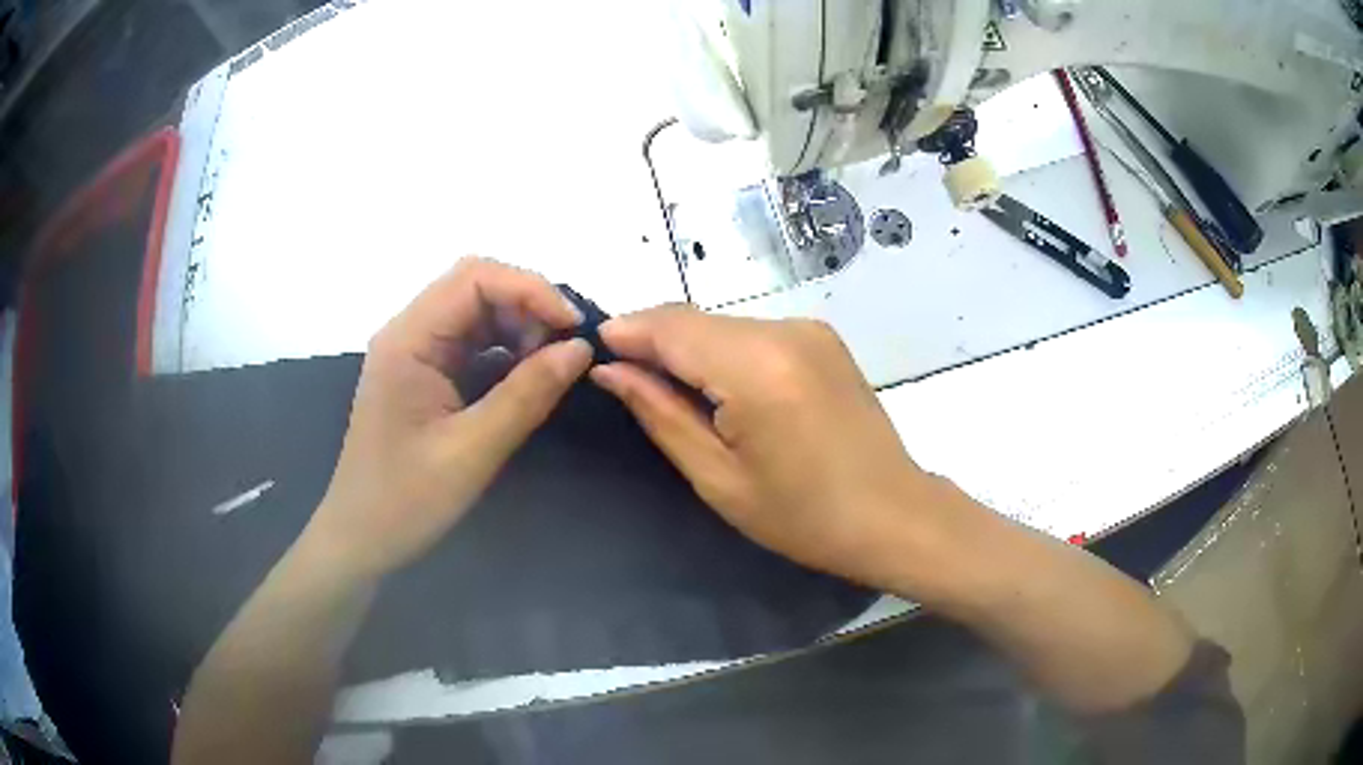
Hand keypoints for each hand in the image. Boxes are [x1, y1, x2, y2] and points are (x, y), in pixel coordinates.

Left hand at [307, 258, 591, 580]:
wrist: (361, 539)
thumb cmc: (406, 500)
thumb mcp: (472, 451)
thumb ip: (526, 395)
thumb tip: (581, 349)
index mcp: (408, 340)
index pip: (474, 278)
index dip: (530, 289)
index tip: (575, 329)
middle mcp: (408, 333)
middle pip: (475, 287)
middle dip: (528, 306)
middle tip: (568, 348)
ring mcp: (414, 352)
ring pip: (476, 312)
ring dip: (520, 327)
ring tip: (554, 363)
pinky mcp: (423, 374)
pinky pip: (471, 343)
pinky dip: (506, 350)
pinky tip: (528, 376)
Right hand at [591, 306, 982, 592]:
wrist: (892, 513)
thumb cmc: (802, 515)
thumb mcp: (718, 476)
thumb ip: (660, 412)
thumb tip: (611, 370)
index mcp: (757, 367)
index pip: (671, 326)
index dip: (627, 332)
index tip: (593, 351)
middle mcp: (784, 330)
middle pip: (696, 320)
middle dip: (654, 341)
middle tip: (624, 378)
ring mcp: (809, 329)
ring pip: (723, 324)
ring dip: (689, 347)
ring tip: (669, 389)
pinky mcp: (822, 337)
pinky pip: (753, 333)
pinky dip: (723, 351)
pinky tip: (719, 388)